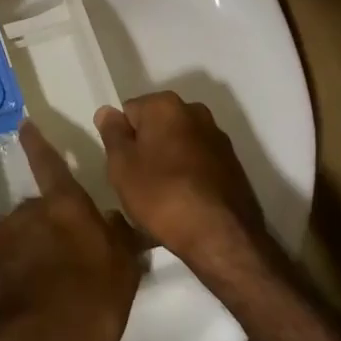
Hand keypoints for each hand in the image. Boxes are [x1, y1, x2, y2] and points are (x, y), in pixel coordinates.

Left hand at [0, 121, 142, 340]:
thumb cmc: (87, 306)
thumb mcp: (123, 275)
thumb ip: (121, 241)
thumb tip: (118, 218)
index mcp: (64, 206)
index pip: (50, 164)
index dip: (38, 145)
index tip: (25, 125)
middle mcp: (26, 211)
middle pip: (36, 208)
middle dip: (46, 225)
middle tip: (61, 258)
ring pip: (10, 231)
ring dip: (20, 246)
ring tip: (33, 281)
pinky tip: (0, 282)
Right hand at [96, 93, 267, 274]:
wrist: (221, 235)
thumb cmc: (161, 194)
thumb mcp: (122, 165)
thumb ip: (112, 133)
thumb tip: (108, 111)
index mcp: (165, 104)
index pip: (129, 112)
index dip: (121, 140)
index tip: (122, 168)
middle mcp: (195, 112)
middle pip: (156, 127)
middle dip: (145, 150)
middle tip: (137, 184)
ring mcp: (218, 138)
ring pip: (178, 146)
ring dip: (167, 164)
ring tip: (161, 200)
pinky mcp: (233, 165)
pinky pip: (198, 164)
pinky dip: (188, 177)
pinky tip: (184, 205)